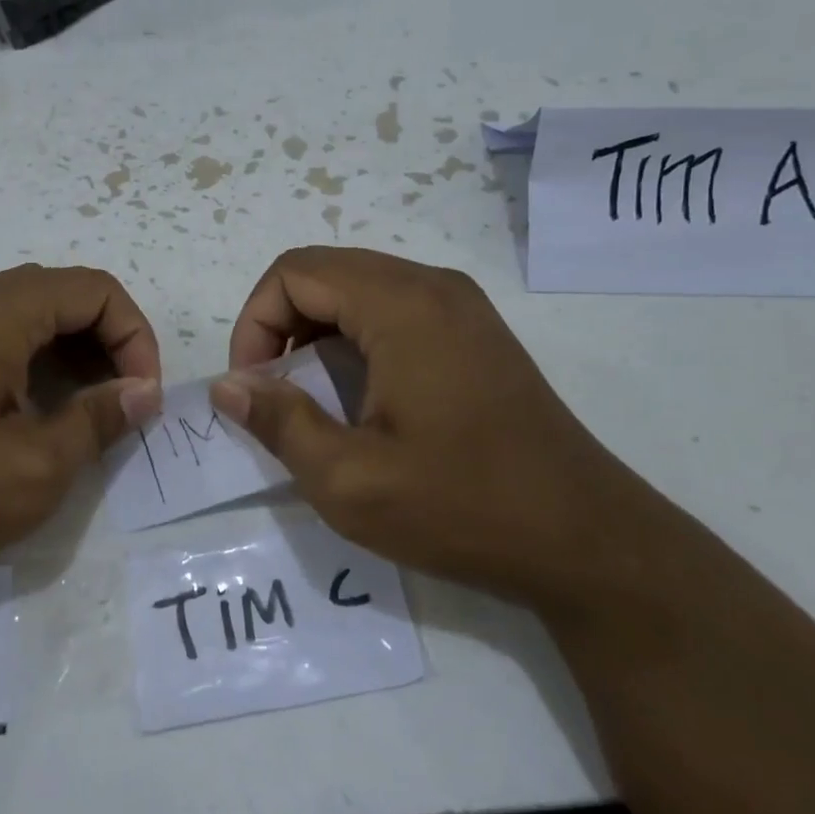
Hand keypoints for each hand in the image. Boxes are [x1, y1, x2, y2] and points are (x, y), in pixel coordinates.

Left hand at [0, 265, 161, 615]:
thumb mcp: (34, 469)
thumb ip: (98, 420)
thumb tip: (142, 392)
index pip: (94, 290)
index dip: (135, 335)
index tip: (143, 396)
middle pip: (62, 296)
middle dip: (108, 341)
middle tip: (123, 401)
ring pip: (29, 317)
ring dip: (73, 353)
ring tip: (88, 411)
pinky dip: (35, 363)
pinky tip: (36, 413)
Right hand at [214, 247, 662, 609]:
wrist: (587, 540)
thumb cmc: (463, 506)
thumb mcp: (350, 480)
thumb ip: (279, 423)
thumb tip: (227, 385)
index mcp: (401, 304)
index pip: (294, 273)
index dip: (255, 323)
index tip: (253, 388)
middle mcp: (432, 285)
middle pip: (325, 273)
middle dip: (281, 326)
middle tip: (274, 394)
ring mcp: (461, 306)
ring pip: (358, 289)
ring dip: (316, 333)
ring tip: (311, 399)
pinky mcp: (475, 333)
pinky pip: (393, 310)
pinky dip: (355, 340)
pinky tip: (359, 398)